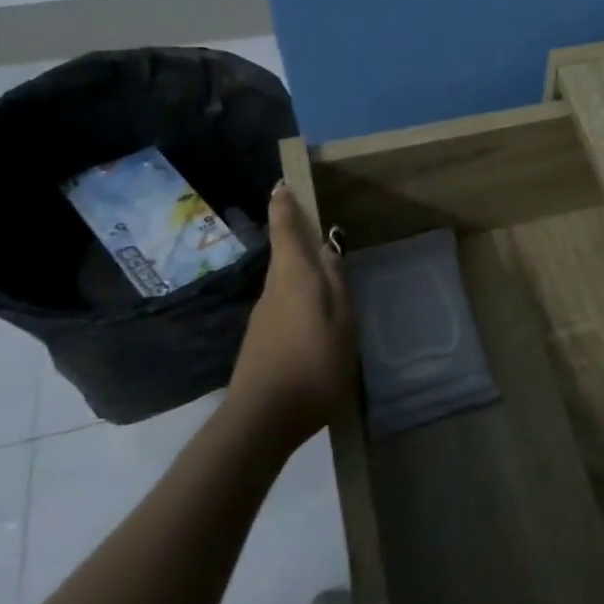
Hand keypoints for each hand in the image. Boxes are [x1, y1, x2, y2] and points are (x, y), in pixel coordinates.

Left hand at [228, 181, 355, 433]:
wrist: (261, 419)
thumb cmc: (312, 364)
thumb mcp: (342, 322)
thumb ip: (338, 285)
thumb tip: (330, 251)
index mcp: (295, 278)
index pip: (287, 231)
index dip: (285, 206)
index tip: (281, 184)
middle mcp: (274, 290)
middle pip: (285, 255)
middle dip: (296, 237)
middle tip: (318, 226)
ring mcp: (264, 316)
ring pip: (285, 280)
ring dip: (300, 269)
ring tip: (326, 271)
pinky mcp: (261, 339)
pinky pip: (284, 302)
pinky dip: (298, 295)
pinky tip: (315, 314)